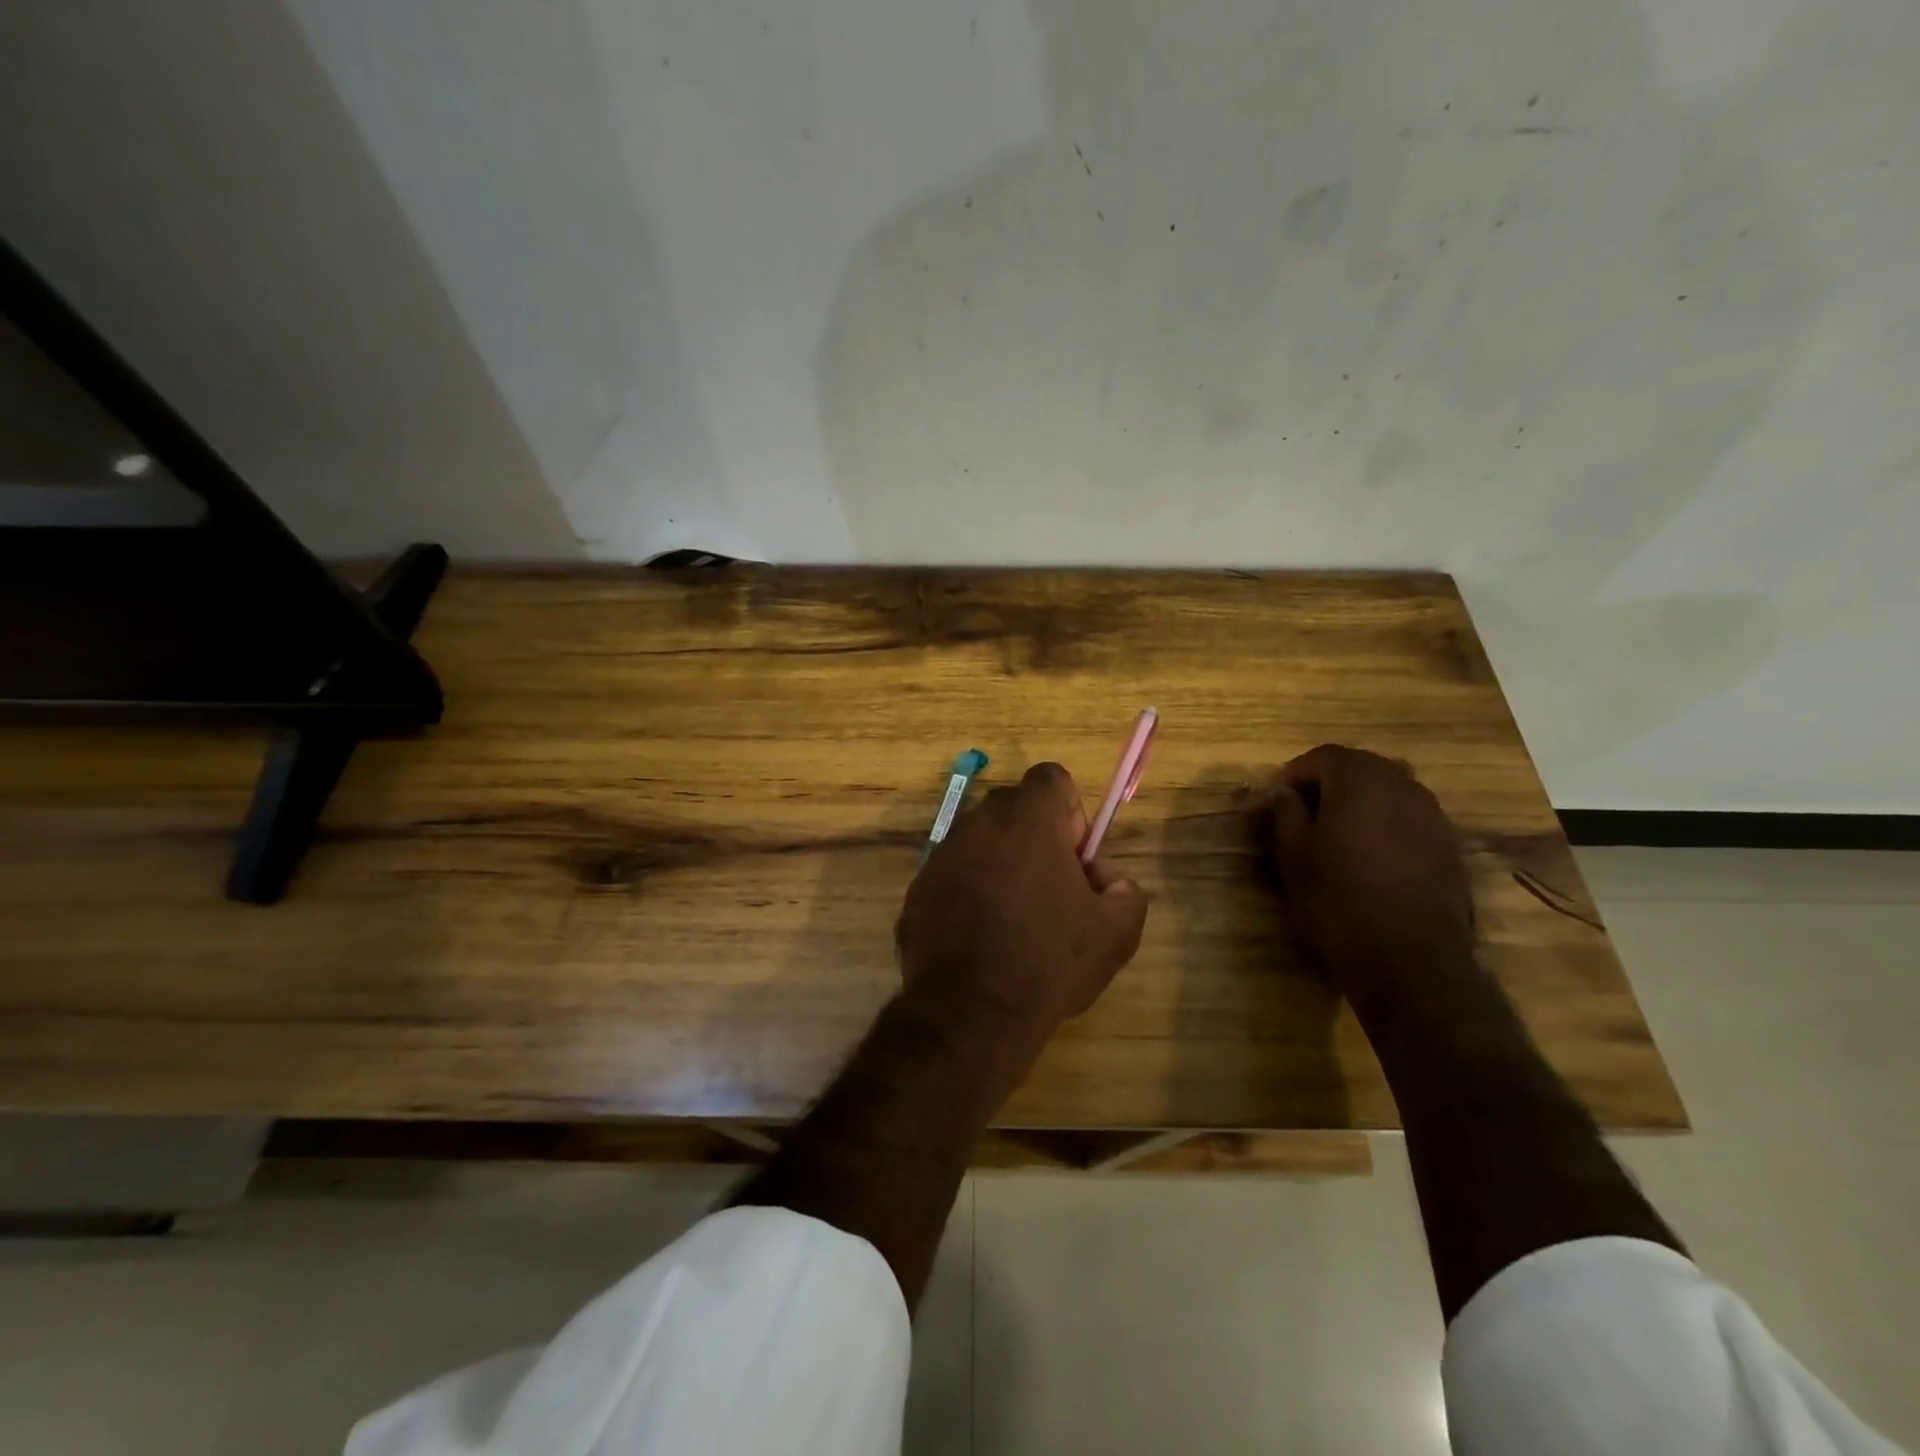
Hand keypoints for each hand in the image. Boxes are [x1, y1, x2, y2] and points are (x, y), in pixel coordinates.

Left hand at [897, 762, 1148, 1048]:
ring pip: (981, 841)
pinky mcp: (917, 888)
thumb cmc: (1048, 961)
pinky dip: (969, 892)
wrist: (970, 1012)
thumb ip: (1125, 888)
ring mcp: (941, 855)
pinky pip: (954, 875)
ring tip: (1014, 921)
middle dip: (1037, 838)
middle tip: (1050, 891)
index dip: (1070, 813)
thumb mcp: (1117, 931)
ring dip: (1001, 864)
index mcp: (1027, 818)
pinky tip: (981, 939)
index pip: (1052, 778)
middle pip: (1014, 808)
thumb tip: (1104, 877)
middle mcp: (978, 822)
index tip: (1074, 859)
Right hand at [1262, 745, 1475, 1009]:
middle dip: (1327, 783)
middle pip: (1359, 767)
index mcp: (1360, 780)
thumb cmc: (1337, 902)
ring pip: (1387, 791)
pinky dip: (1384, 824)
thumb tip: (1283, 791)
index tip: (1274, 800)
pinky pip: (1408, 817)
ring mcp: (1432, 815)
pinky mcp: (1448, 845)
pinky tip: (1368, 856)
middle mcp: (1403, 785)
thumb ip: (1286, 813)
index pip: (1321, 757)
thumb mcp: (1293, 857)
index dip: (1293, 774)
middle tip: (1301, 814)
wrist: (1410, 962)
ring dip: (1358, 802)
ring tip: (1334, 835)